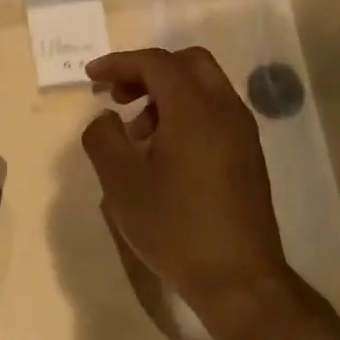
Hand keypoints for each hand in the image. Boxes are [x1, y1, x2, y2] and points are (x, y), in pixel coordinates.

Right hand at [81, 48, 298, 325]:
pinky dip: (185, 113)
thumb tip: (106, 119)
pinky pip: (214, 113)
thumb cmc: (173, 226)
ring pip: (204, 88)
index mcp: (194, 109)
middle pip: (188, 63)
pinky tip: (162, 154)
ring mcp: (242, 134)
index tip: (91, 76)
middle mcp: (225, 110)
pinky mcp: (247, 156)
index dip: (119, 62)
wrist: (237, 278)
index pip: (156, 62)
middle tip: (118, 96)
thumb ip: (103, 138)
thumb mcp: (120, 182)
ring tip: (136, 134)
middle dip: (148, 70)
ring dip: (166, 94)